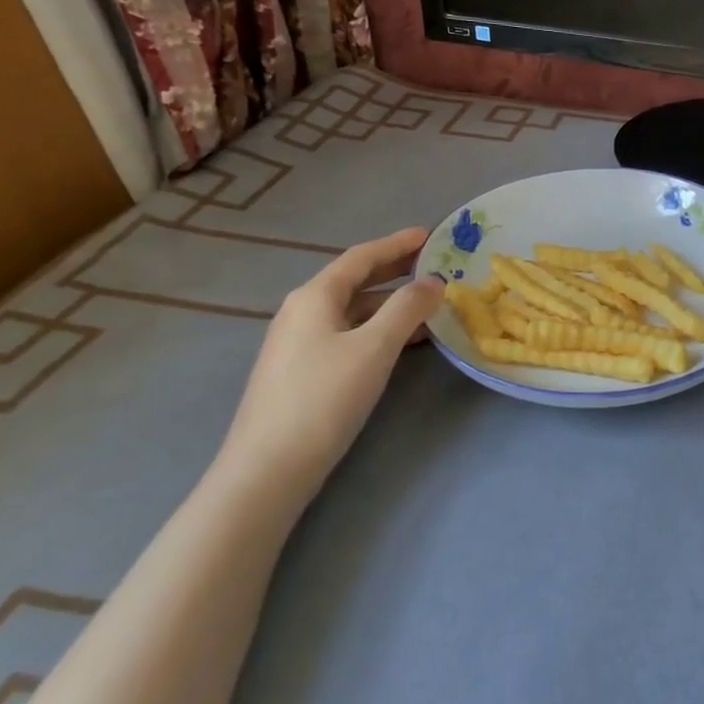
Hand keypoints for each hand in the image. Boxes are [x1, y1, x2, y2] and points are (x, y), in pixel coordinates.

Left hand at [218, 228, 443, 500]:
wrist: (269, 468)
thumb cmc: (324, 398)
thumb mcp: (375, 347)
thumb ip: (407, 308)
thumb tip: (434, 281)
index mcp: (314, 297)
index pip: (361, 257)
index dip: (397, 244)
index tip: (430, 235)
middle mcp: (302, 312)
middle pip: (355, 281)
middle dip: (395, 270)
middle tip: (434, 264)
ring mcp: (299, 343)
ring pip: (353, 310)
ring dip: (390, 303)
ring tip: (429, 305)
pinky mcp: (303, 371)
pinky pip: (348, 334)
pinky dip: (378, 328)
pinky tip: (402, 342)